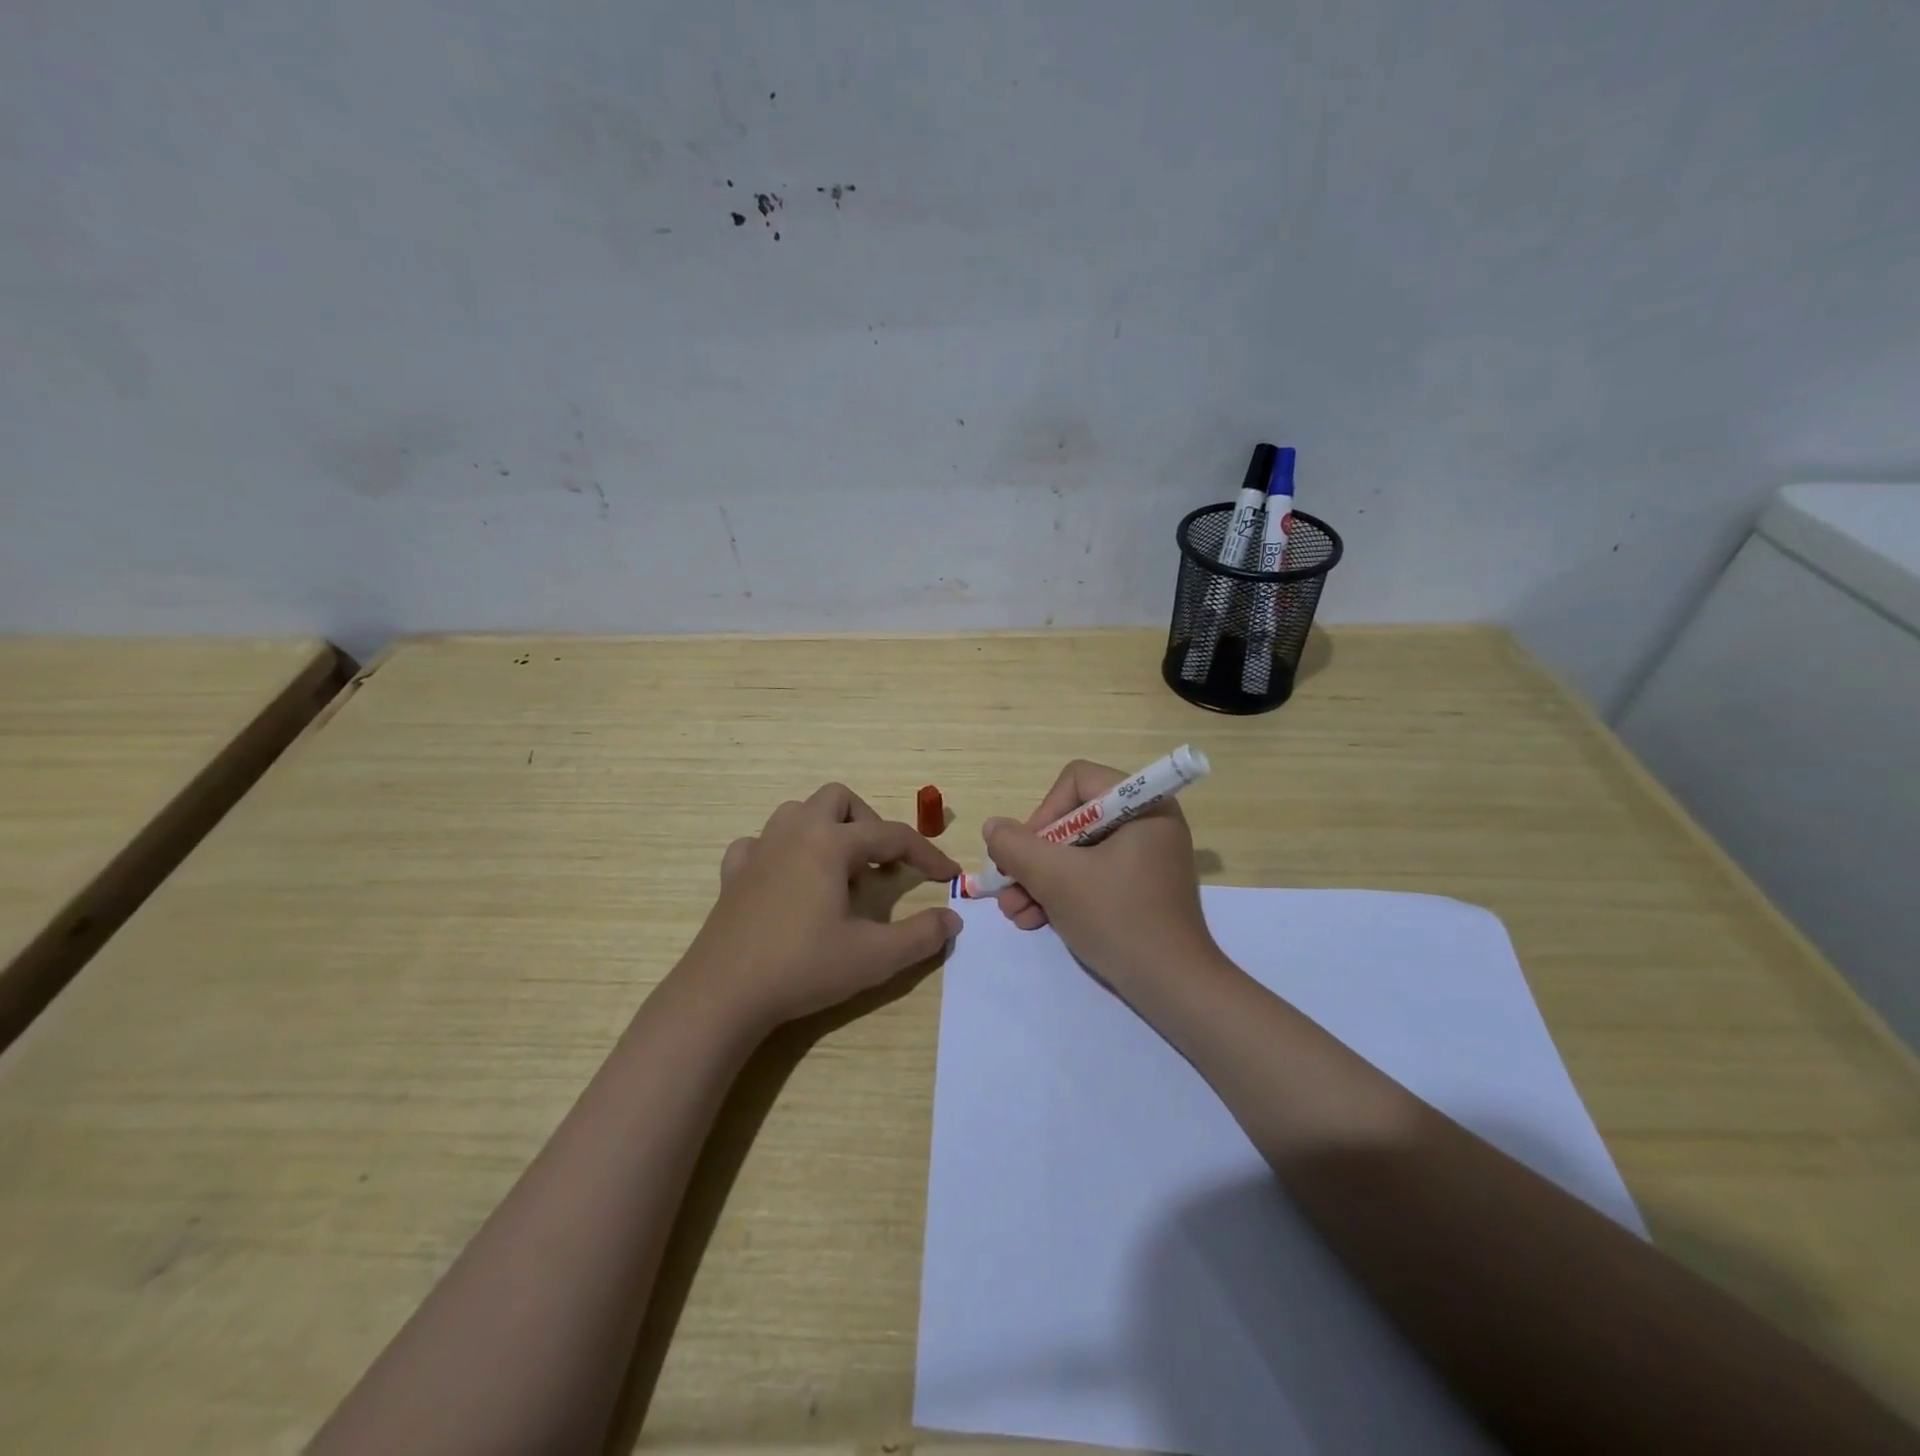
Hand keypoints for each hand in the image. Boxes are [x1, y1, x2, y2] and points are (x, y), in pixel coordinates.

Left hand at [678, 782, 962, 1031]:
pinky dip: (782, 852)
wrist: (723, 994)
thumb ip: (921, 935)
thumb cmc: (802, 967)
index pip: (891, 835)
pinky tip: (788, 881)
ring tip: (839, 871)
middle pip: (838, 800)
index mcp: (830, 843)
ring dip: (826, 830)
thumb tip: (952, 919)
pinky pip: (761, 843)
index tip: (948, 876)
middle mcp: (794, 833)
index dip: (926, 854)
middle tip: (881, 863)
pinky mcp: (733, 874)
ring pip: (797, 813)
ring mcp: (758, 850)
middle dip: (868, 823)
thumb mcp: (874, 957)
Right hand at [983, 760, 1217, 991]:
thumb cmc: (1118, 919)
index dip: (1044, 813)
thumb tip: (994, 827)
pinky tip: (1034, 920)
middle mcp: (1148, 823)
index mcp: (1143, 806)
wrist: (1173, 988)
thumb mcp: (1056, 879)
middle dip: (1034, 858)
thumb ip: (1016, 846)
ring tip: (1014, 912)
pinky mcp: (1140, 888)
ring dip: (1039, 880)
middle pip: (1073, 820)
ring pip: (1077, 853)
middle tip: (1007, 887)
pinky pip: (1092, 876)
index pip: (1077, 781)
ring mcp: (1145, 858)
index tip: (1026, 853)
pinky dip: (1062, 894)